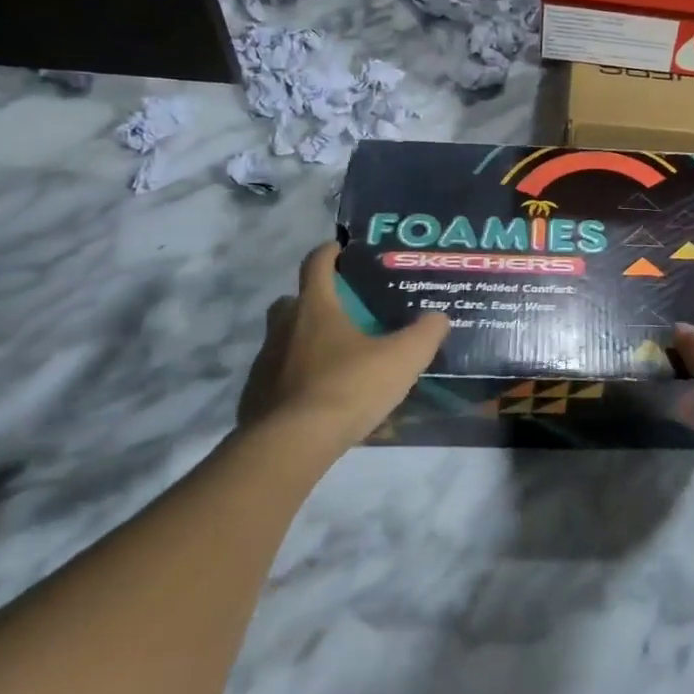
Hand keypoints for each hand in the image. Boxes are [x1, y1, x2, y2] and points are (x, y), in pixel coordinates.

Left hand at [238, 242, 448, 455]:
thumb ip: (425, 333)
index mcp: (315, 308)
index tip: (340, 249)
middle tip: (341, 311)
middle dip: (312, 300)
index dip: (329, 252)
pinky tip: (318, 395)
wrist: (293, 444)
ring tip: (335, 359)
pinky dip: (295, 378)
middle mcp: (284, 328)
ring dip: (303, 341)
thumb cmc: (349, 387)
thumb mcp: (403, 358)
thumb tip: (438, 317)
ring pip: (283, 340)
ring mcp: (264, 362)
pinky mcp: (255, 396)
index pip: (317, 264)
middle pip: (291, 301)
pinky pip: (277, 376)